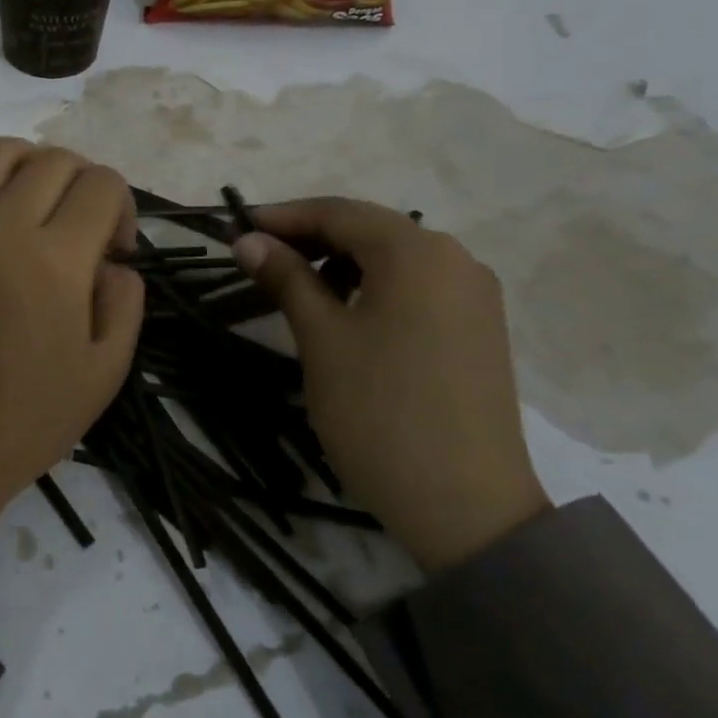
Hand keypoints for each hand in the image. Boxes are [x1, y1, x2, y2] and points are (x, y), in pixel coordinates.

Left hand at [0, 137, 145, 546]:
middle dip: (83, 181)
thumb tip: (113, 261)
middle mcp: (1, 230)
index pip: (102, 186)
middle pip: (53, 162)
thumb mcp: (105, 374)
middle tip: (82, 224)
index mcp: (56, 261)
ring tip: (36, 189)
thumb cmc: (24, 422)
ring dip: (26, 158)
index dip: (122, 207)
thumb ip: (125, 303)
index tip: (115, 249)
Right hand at [234, 201, 549, 572]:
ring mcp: (474, 294)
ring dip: (342, 261)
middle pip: (370, 229)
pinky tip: (347, 311)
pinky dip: (374, 285)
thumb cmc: (379, 411)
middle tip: (260, 258)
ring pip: (395, 257)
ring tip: (297, 287)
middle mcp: (455, 259)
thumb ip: (286, 278)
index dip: (284, 216)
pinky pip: (417, 286)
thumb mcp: (321, 338)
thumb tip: (248, 240)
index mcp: (416, 252)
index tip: (238, 229)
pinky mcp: (479, 327)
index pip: (339, 212)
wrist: (465, 506)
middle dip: (312, 236)